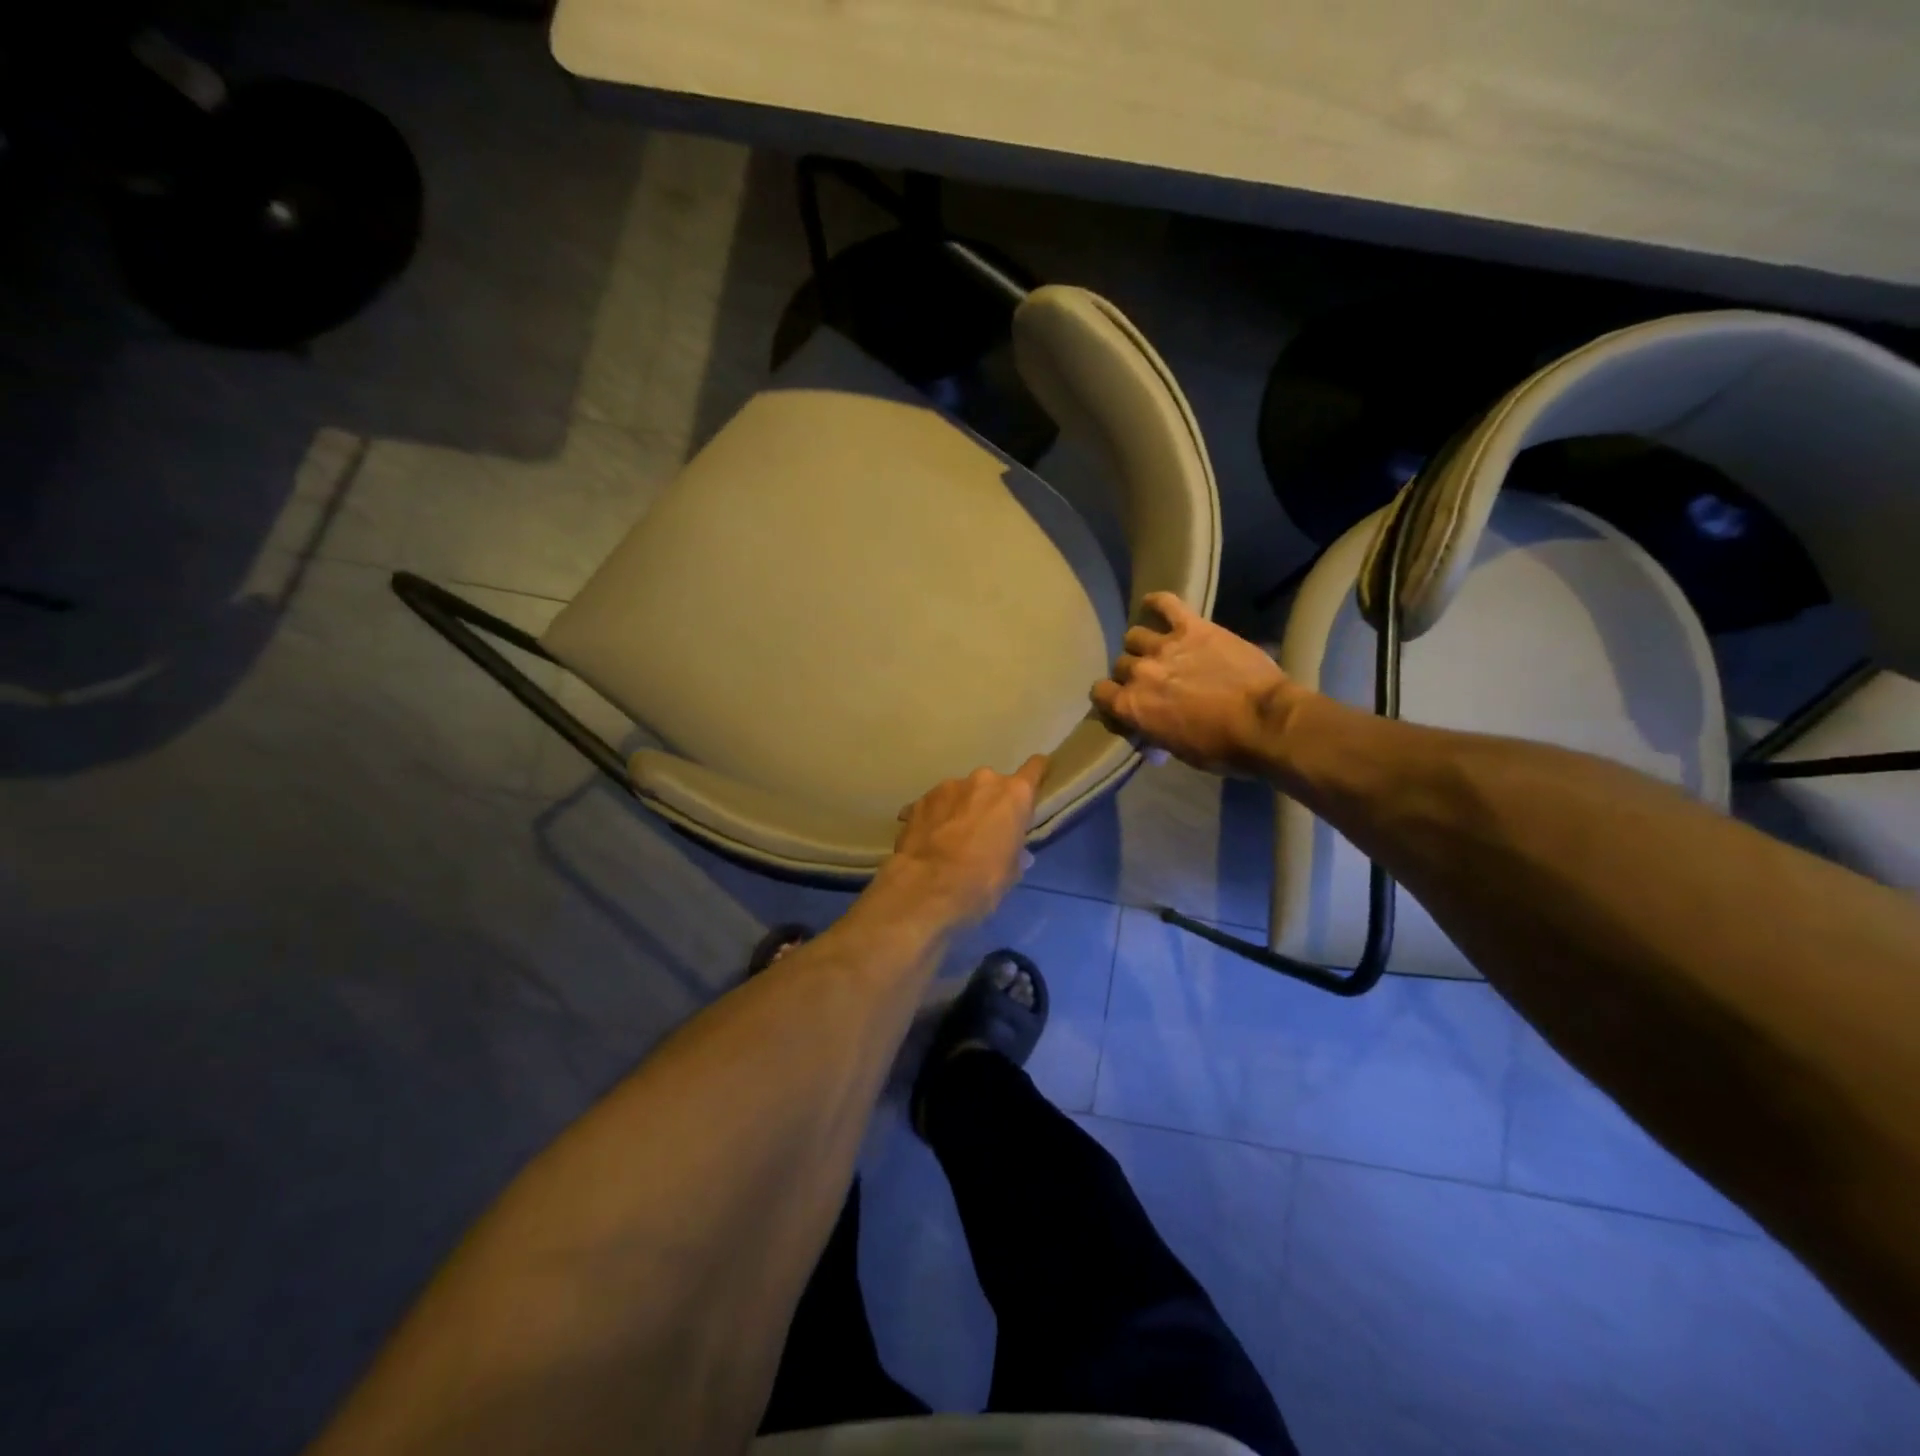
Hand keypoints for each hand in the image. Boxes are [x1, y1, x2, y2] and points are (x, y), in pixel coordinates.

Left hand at [882, 755, 1047, 925]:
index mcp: (1014, 795)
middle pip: (993, 784)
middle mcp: (983, 780)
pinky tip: (928, 841)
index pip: (1035, 768)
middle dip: (990, 801)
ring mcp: (948, 786)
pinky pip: (934, 805)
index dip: (1036, 773)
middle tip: (984, 829)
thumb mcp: (1011, 873)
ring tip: (951, 837)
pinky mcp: (920, 799)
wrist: (928, 886)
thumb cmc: (982, 880)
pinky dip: (935, 818)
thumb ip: (1016, 854)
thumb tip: (1019, 854)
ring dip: (960, 808)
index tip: (1034, 783)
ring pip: (961, 793)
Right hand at [1091, 592, 1301, 776]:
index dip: (1110, 697)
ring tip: (1160, 651)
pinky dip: (1157, 603)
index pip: (1100, 693)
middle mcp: (1139, 672)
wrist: (1265, 723)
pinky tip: (1154, 605)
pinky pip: (1165, 603)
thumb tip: (1148, 735)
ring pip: (1135, 636)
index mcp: (1131, 706)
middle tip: (1153, 681)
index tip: (1124, 702)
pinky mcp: (1192, 627)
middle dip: (1132, 674)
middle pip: (1120, 665)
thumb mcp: (1177, 751)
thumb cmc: (1222, 748)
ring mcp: (1164, 646)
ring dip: (1143, 645)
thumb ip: (1152, 732)